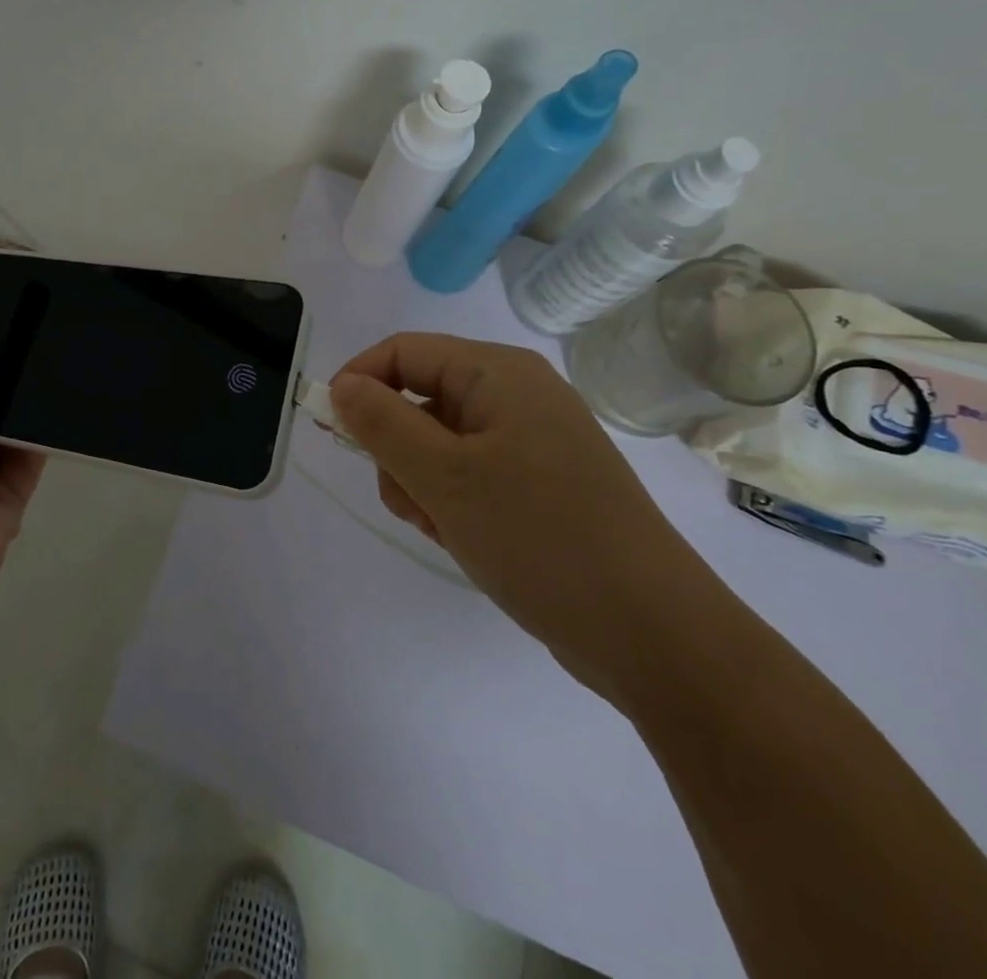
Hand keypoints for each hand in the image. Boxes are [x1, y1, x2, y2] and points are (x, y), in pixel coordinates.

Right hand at [330, 334, 722, 703]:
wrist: (654, 635)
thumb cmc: (539, 537)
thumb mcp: (443, 476)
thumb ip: (381, 423)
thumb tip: (343, 386)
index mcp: (498, 373)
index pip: (403, 351)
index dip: (359, 382)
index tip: (332, 432)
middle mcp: (517, 395)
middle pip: (419, 397)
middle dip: (395, 448)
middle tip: (406, 498)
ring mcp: (532, 441)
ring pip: (439, 442)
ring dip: (420, 482)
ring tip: (441, 527)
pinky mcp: (540, 484)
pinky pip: (469, 474)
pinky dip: (451, 502)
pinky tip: (464, 539)